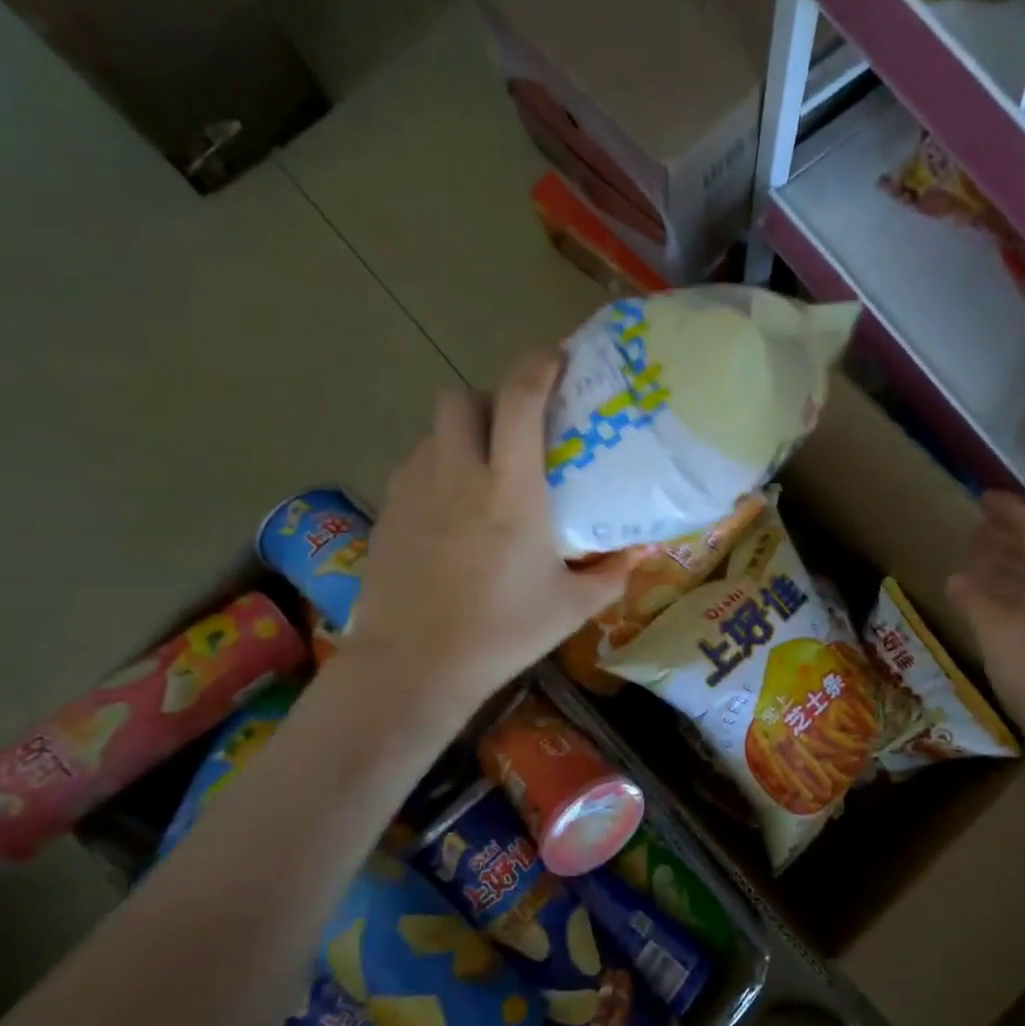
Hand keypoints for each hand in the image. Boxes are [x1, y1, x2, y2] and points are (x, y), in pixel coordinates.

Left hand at [344, 349, 634, 710]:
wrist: (414, 666)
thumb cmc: (502, 633)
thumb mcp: (571, 608)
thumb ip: (610, 575)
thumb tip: (636, 554)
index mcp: (511, 489)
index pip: (519, 400)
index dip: (538, 366)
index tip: (556, 359)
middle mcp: (459, 474)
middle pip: (462, 398)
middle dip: (490, 399)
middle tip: (515, 430)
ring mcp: (415, 489)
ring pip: (434, 431)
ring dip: (462, 434)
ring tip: (482, 471)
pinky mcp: (388, 510)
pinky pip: (415, 464)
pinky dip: (438, 466)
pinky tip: (451, 507)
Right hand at [947, 493, 1024, 724]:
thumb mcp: (998, 634)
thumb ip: (975, 601)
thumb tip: (957, 577)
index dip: (1012, 510)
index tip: (984, 497)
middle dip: (1009, 535)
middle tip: (977, 527)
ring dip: (1009, 565)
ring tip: (979, 560)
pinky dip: (1012, 595)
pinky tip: (993, 608)